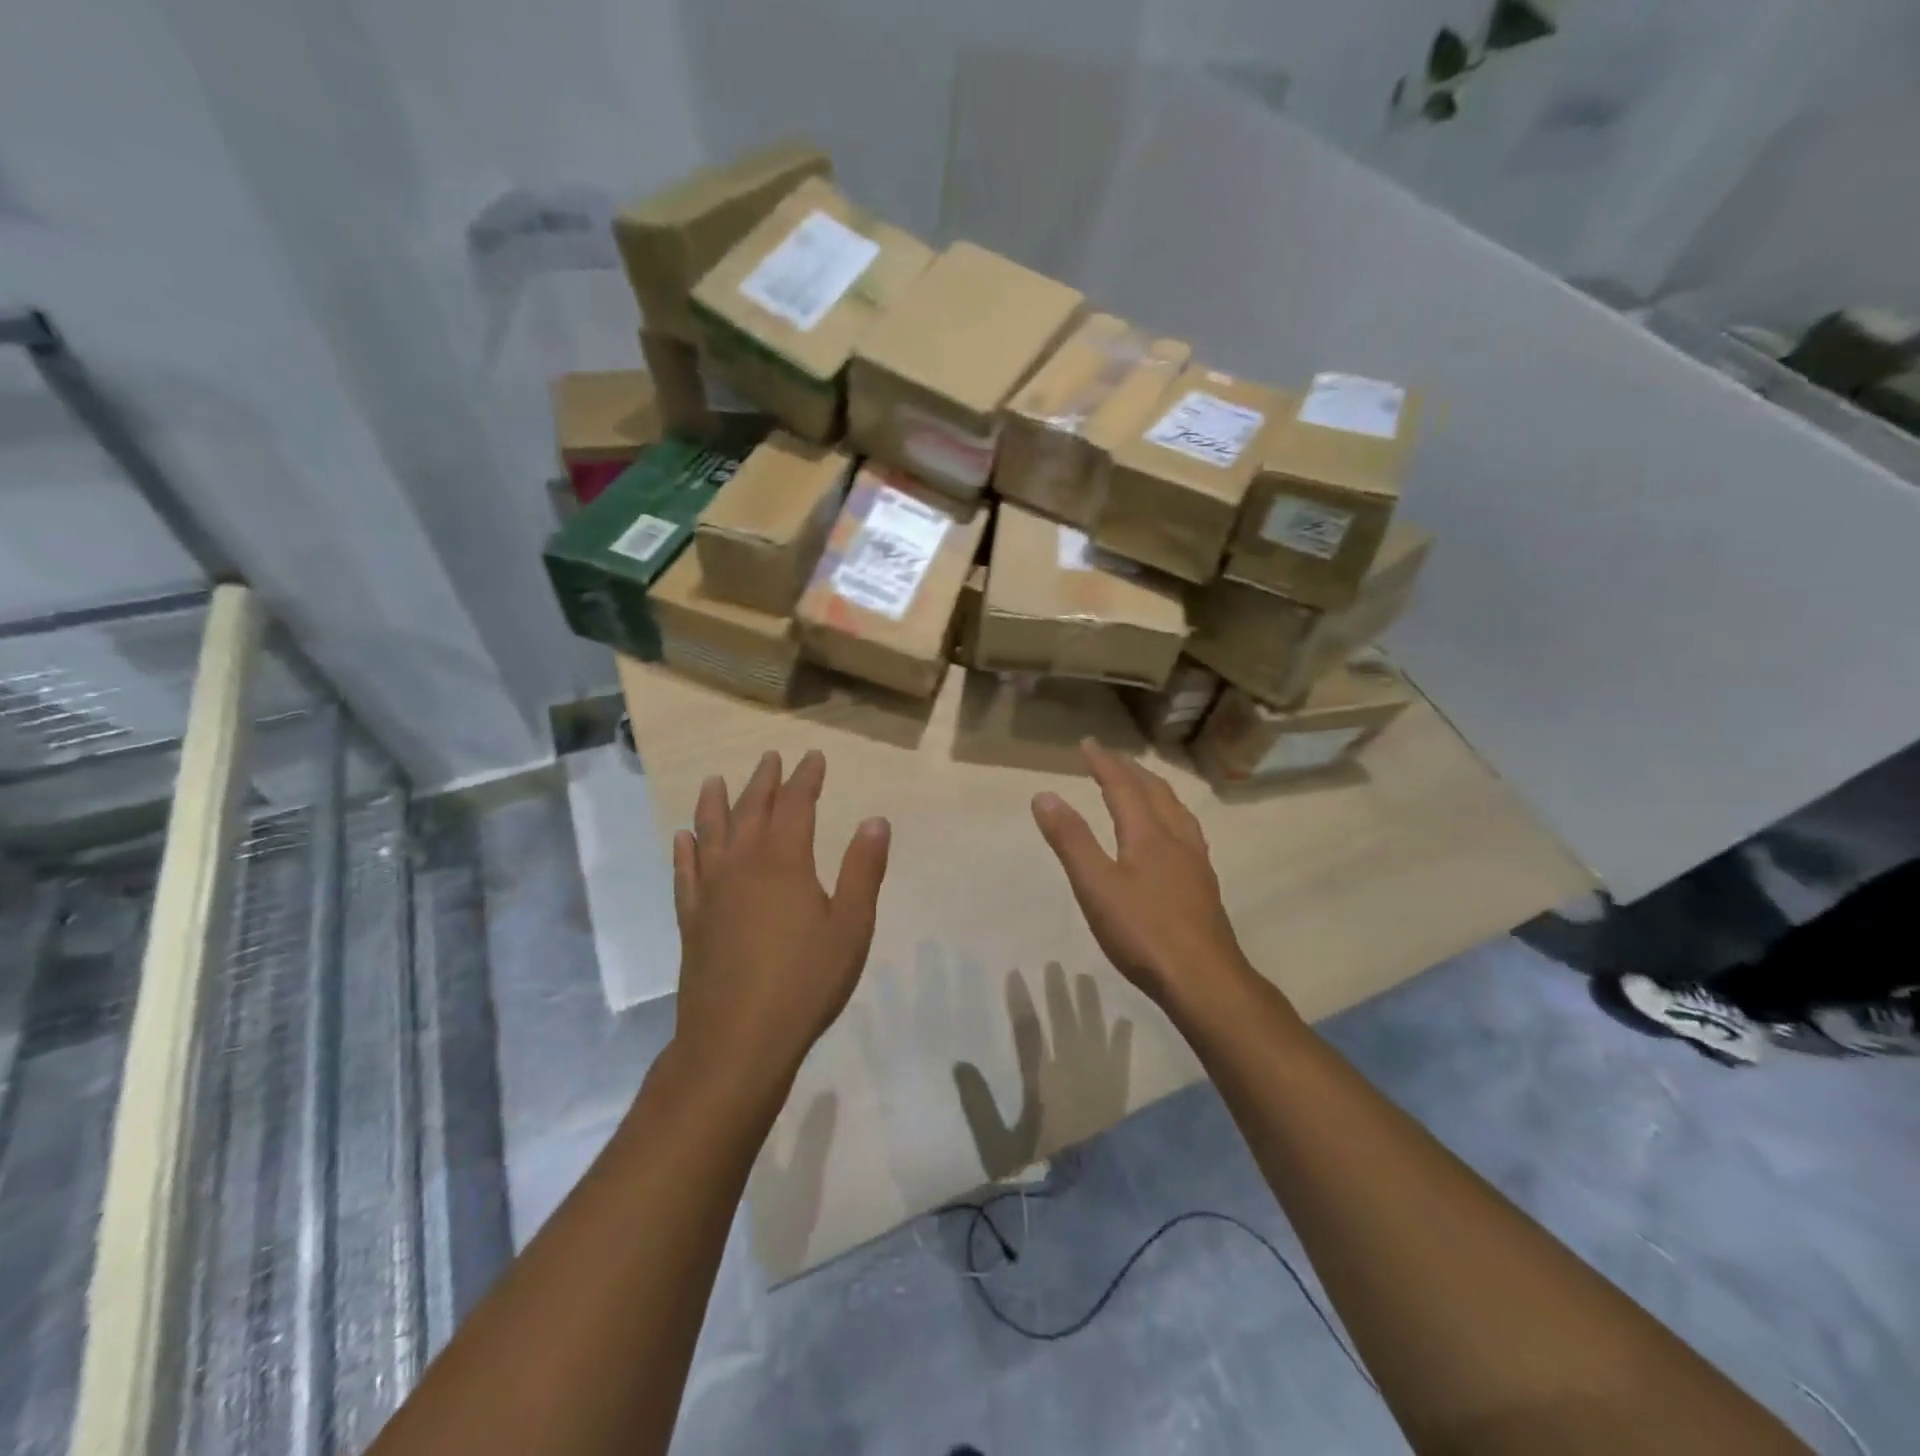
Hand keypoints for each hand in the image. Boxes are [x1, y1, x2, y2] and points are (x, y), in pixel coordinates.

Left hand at [672, 749, 889, 1097]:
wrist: (738, 1038)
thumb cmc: (805, 981)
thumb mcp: (851, 925)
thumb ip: (862, 870)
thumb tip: (875, 820)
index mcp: (784, 861)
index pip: (796, 804)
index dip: (805, 778)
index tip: (813, 757)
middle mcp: (743, 864)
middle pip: (751, 810)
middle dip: (764, 781)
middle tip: (770, 758)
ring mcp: (711, 891)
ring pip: (711, 833)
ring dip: (715, 803)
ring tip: (716, 780)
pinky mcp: (692, 919)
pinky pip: (685, 873)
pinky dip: (685, 851)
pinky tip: (683, 839)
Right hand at [1031, 740, 1253, 1013]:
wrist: (1204, 979)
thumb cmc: (1143, 933)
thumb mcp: (1096, 886)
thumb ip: (1071, 840)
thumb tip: (1045, 795)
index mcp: (1148, 834)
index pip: (1123, 786)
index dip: (1104, 762)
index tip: (1088, 743)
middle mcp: (1176, 838)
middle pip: (1155, 792)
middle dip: (1130, 770)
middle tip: (1110, 758)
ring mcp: (1195, 862)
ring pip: (1176, 810)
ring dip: (1155, 789)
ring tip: (1142, 783)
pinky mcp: (1203, 884)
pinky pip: (1187, 830)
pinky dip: (1172, 814)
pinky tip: (1172, 834)